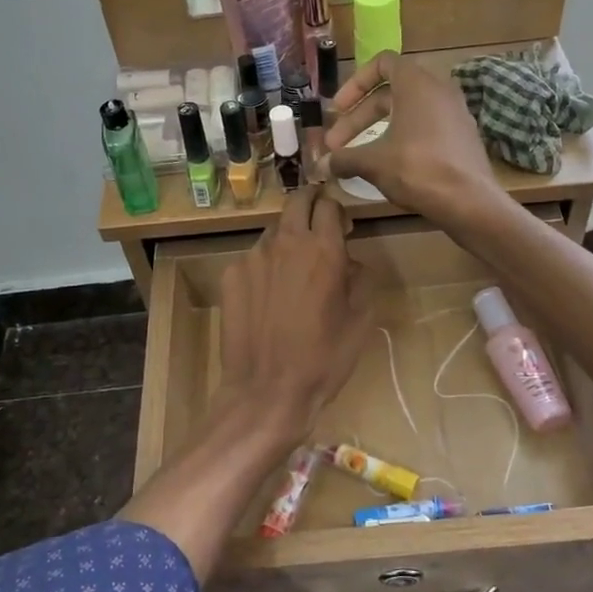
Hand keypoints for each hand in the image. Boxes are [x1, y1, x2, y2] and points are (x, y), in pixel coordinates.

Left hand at [219, 187, 368, 443]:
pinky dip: (265, 266)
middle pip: (297, 201)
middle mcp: (286, 243)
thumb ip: (361, 279)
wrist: (268, 390)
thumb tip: (352, 261)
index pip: (329, 205)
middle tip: (318, 224)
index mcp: (323, 249)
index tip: (342, 226)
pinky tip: (269, 296)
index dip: (338, 210)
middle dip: (310, 204)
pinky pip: (253, 259)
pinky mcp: (231, 275)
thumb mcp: (361, 320)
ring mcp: (253, 257)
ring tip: (293, 270)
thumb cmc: (324, 358)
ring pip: (274, 231)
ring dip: (287, 238)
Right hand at [323, 53, 504, 224]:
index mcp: (417, 83)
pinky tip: (387, 166)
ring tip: (358, 157)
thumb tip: (322, 165)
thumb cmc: (418, 169)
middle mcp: (439, 90)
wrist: (470, 202)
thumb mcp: (373, 162)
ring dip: (377, 131)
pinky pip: (425, 128)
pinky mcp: (462, 137)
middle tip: (336, 145)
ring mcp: (454, 114)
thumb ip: (344, 158)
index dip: (354, 84)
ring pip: (407, 113)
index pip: (382, 63)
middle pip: (389, 93)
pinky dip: (401, 139)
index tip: (337, 110)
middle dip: (359, 118)